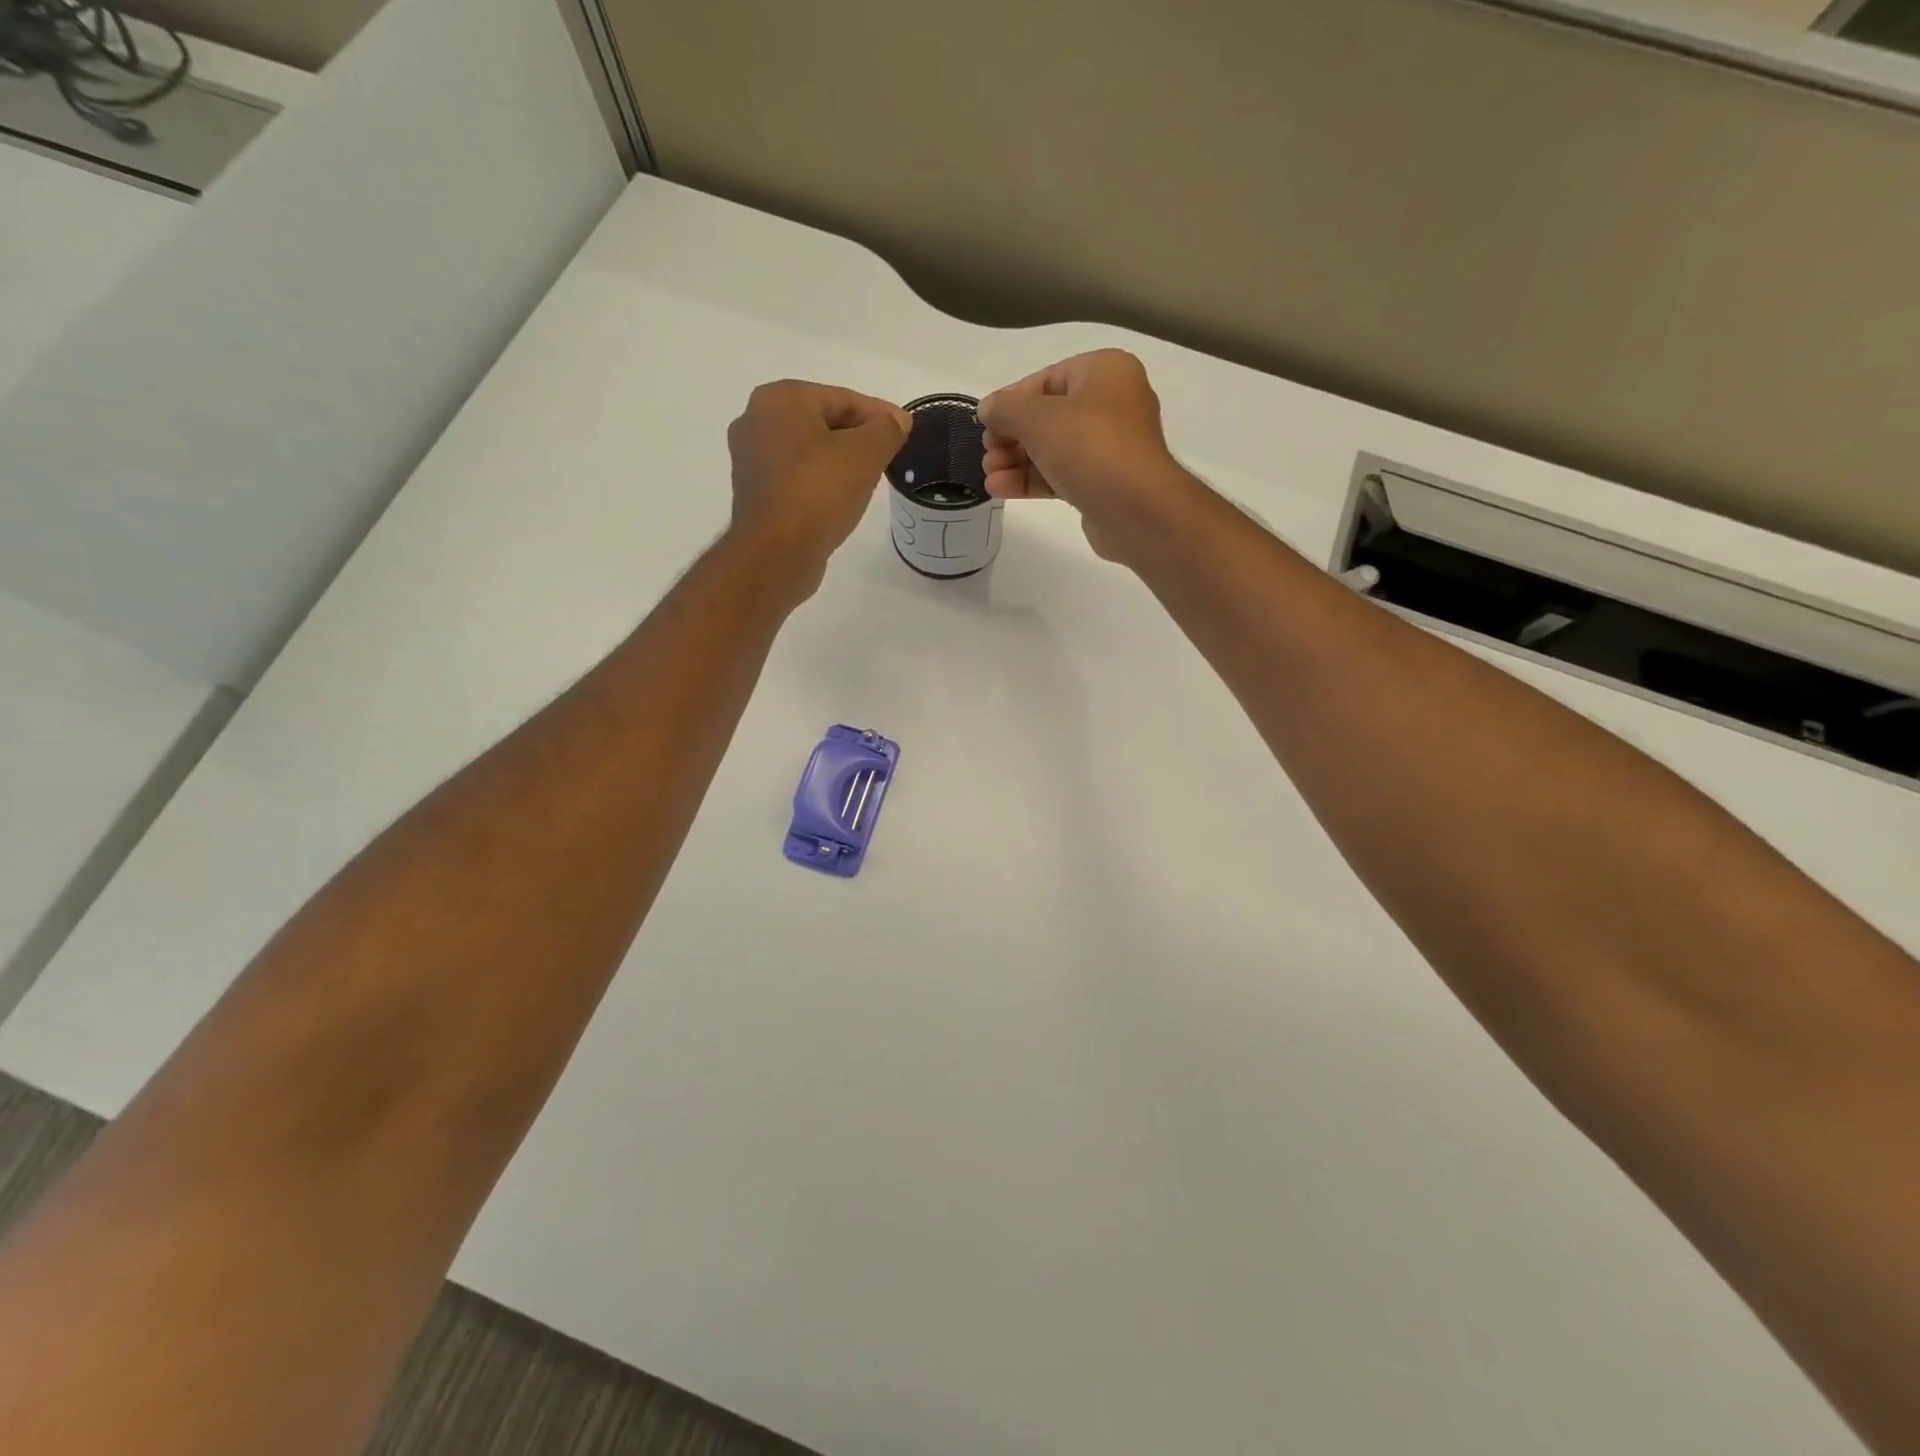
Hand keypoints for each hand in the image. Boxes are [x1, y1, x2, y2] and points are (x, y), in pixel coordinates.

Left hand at [727, 381, 910, 591]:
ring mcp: (751, 459)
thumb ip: (886, 430)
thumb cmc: (819, 492)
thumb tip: (897, 420)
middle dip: (858, 437)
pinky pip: (796, 477)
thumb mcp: (866, 454)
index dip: (879, 414)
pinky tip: (840, 499)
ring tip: (868, 479)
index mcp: (780, 399)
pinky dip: (820, 482)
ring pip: (809, 451)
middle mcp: (756, 420)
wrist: (776, 553)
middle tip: (888, 456)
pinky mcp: (755, 493)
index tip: (904, 430)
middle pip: (823, 422)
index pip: (842, 398)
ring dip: (839, 461)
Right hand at [978, 350, 1194, 563]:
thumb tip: (987, 408)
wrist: (1136, 509)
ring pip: (1053, 448)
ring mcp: (1110, 447)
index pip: (1046, 379)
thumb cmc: (1090, 447)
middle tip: (987, 453)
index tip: (985, 424)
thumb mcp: (1037, 418)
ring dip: (1017, 461)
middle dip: (1012, 436)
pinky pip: (1062, 474)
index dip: (1012, 401)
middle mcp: (1112, 404)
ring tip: (988, 475)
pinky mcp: (1104, 483)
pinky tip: (1001, 489)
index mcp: (1105, 372)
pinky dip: (1032, 480)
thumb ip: (1005, 409)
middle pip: (1048, 416)